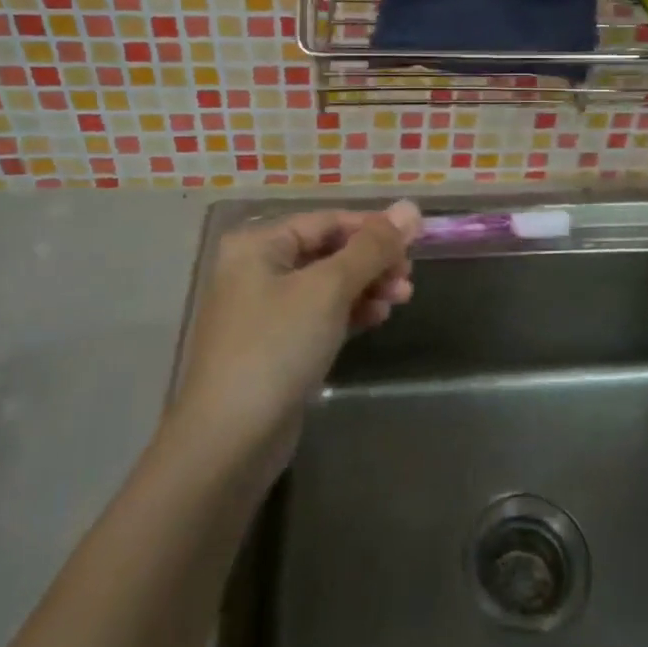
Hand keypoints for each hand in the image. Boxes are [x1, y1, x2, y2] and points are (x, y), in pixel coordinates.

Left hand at [172, 201, 421, 468]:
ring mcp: (265, 309)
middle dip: (372, 261)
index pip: (327, 220)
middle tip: (408, 279)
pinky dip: (350, 311)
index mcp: (258, 244)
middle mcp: (257, 269)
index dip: (373, 227)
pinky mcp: (277, 345)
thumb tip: (411, 206)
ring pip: (328, 284)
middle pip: (329, 250)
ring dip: (367, 286)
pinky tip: (377, 317)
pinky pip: (321, 314)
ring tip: (400, 299)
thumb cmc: (277, 347)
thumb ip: (372, 247)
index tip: (416, 242)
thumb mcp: (329, 289)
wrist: (230, 440)